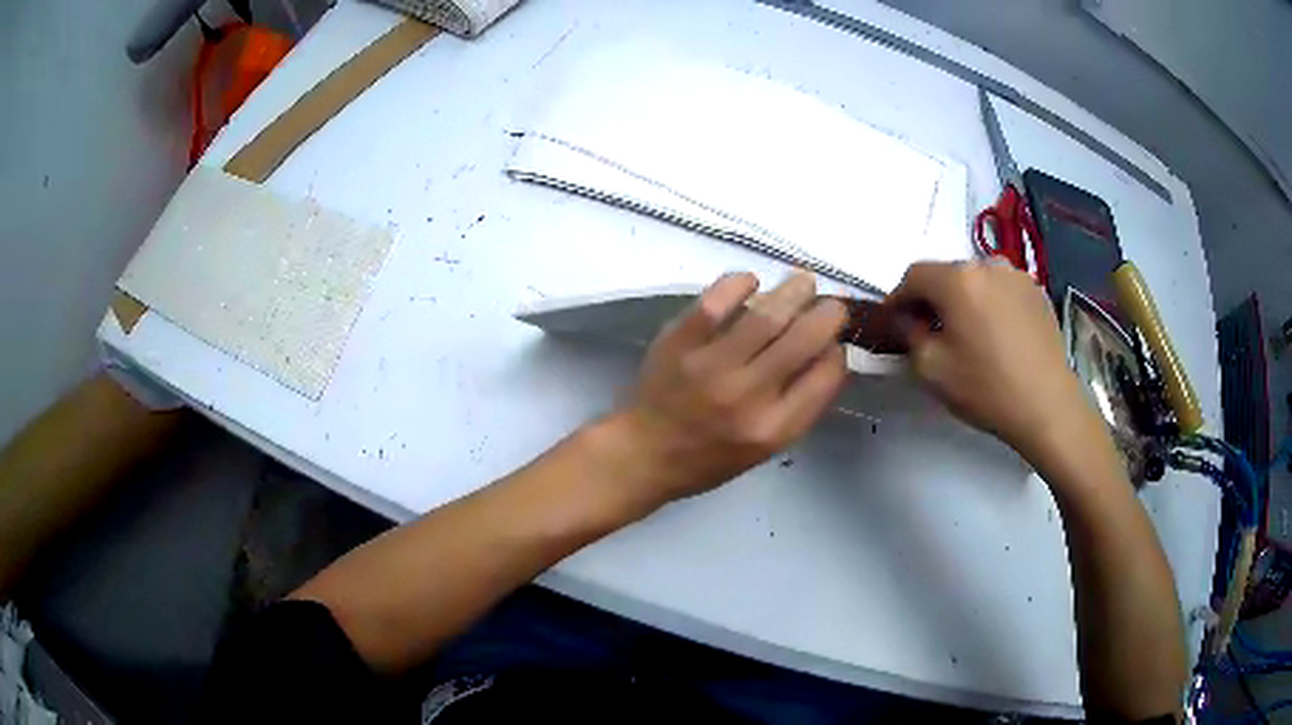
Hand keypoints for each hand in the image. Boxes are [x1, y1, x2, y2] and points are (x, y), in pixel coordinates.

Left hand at [609, 271, 847, 506]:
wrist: (644, 452)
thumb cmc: (710, 456)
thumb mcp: (766, 448)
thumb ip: (800, 405)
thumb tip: (829, 353)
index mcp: (774, 428)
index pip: (826, 377)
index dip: (839, 352)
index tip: (836, 342)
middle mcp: (748, 396)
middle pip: (804, 339)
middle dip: (828, 314)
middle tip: (831, 304)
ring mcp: (711, 366)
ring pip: (767, 315)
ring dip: (794, 290)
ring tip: (804, 281)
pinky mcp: (679, 342)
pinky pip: (716, 302)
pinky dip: (739, 283)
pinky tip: (751, 282)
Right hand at [885, 261, 1099, 465]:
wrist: (1048, 406)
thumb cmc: (986, 388)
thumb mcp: (931, 369)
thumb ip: (909, 334)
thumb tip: (907, 319)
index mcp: (957, 279)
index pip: (914, 275)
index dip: (899, 298)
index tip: (894, 322)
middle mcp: (987, 264)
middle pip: (947, 274)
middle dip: (933, 298)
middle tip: (930, 330)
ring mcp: (1017, 276)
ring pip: (977, 280)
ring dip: (964, 299)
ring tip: (967, 332)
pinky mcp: (1037, 292)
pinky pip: (1002, 290)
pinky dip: (990, 304)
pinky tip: (996, 335)